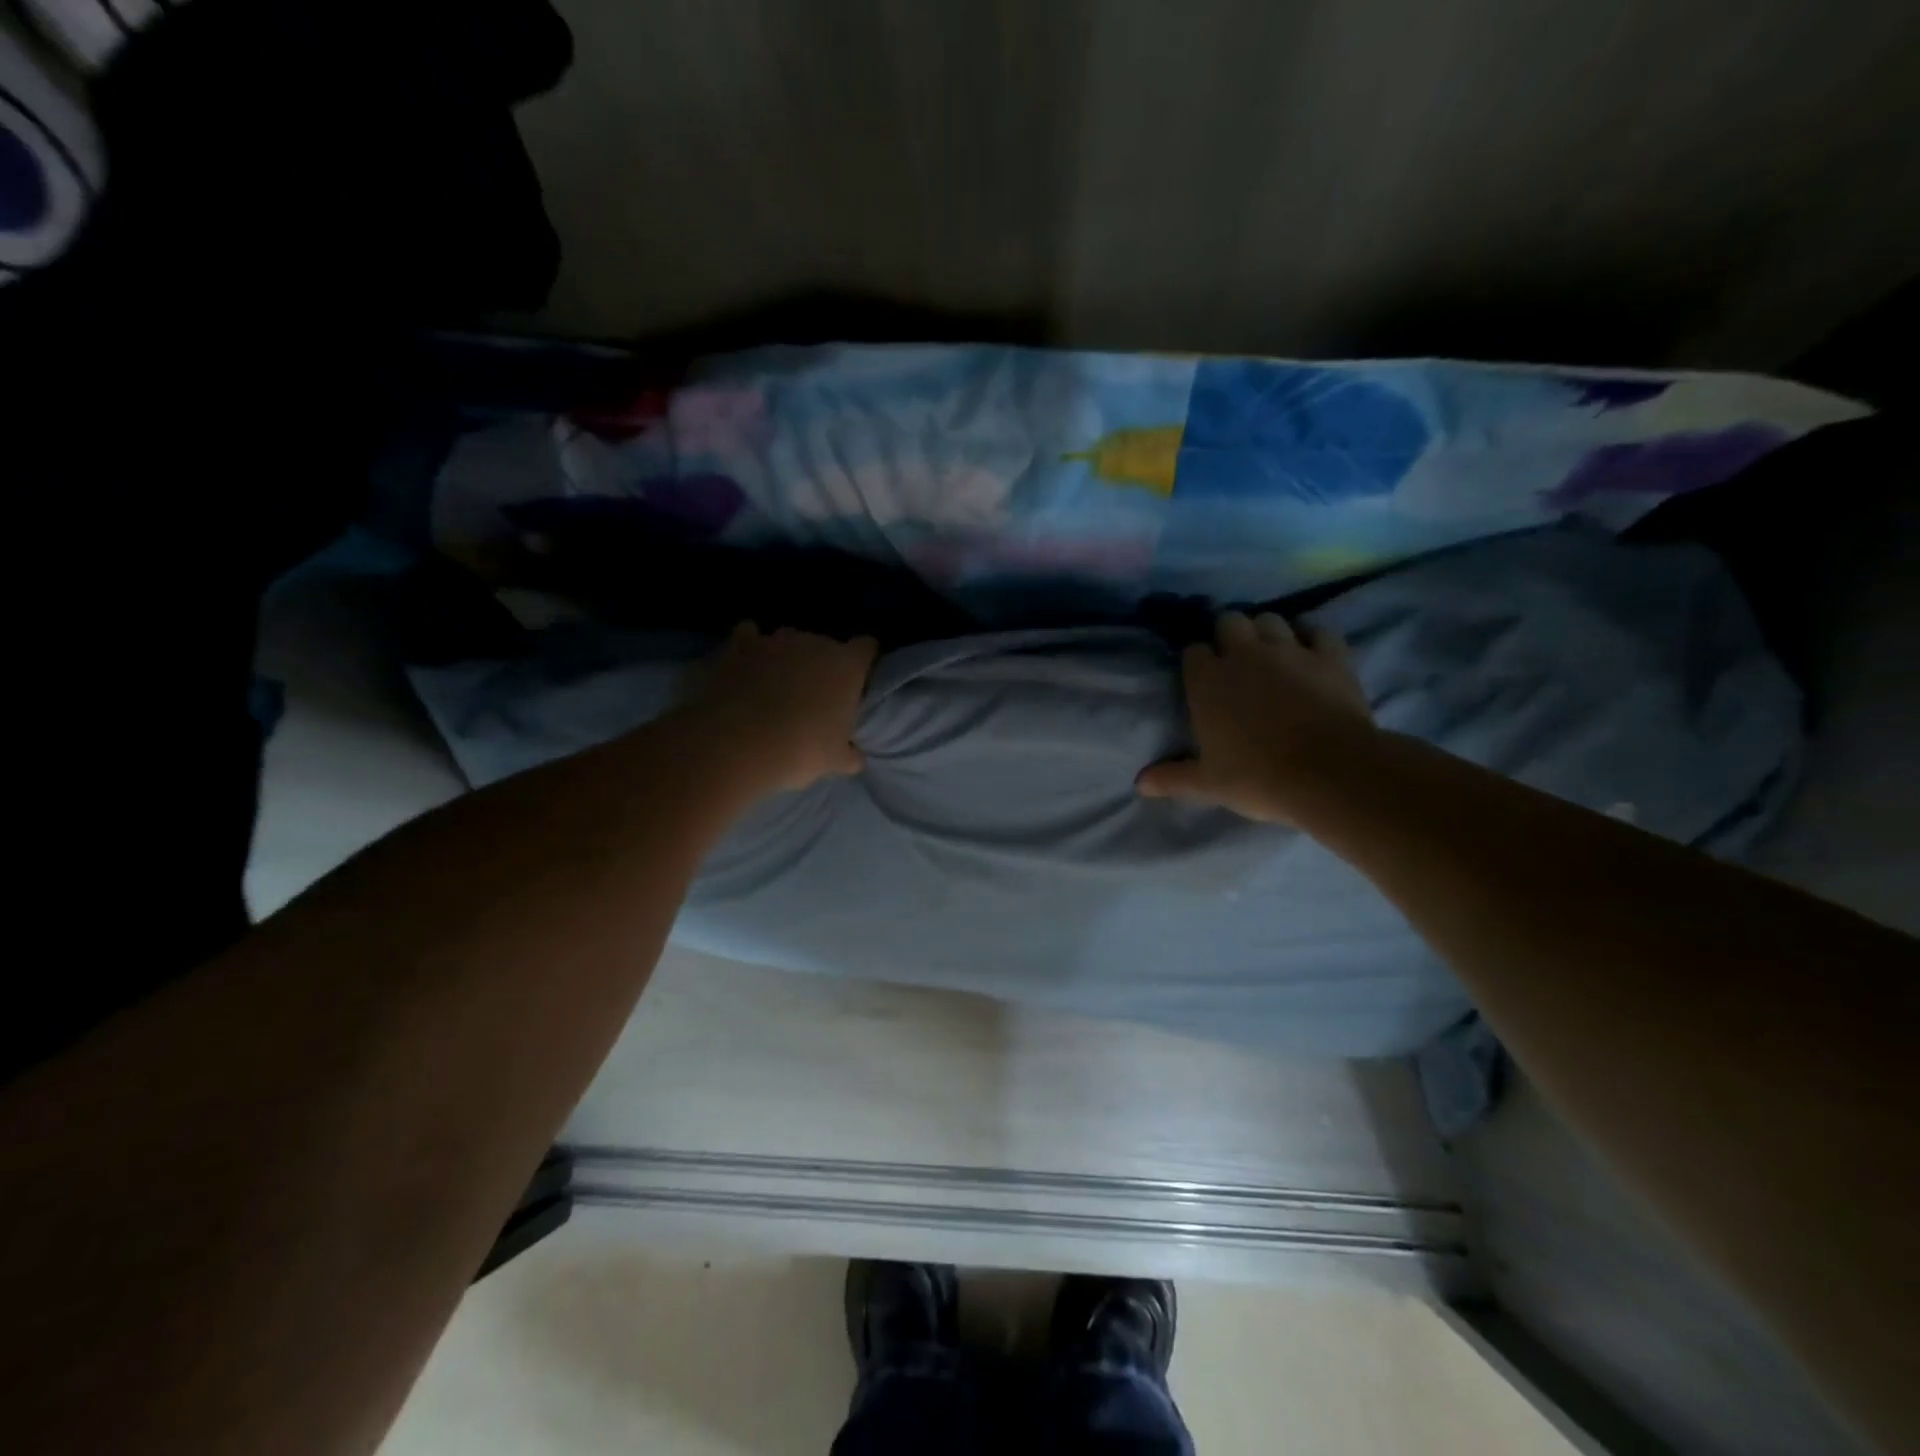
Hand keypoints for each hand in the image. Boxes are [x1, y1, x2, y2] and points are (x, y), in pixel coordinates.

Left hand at [677, 623, 878, 797]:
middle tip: (814, 693)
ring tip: (777, 682)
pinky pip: (749, 636)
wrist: (738, 743)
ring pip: (788, 639)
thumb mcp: (834, 760)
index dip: (863, 660)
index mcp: (847, 666)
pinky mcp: (739, 646)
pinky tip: (747, 664)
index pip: (866, 648)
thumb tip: (854, 757)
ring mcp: (775, 641)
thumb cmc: (800, 749)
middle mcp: (814, 643)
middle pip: (826, 644)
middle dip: (822, 664)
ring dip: (786, 656)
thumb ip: (849, 754)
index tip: (858, 678)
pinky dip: (749, 647)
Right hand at [1137, 611, 1374, 823]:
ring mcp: (1289, 650)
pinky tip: (1310, 652)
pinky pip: (1318, 630)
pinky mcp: (1330, 655)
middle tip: (1234, 660)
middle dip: (1228, 634)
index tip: (1201, 679)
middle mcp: (1244, 654)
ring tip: (1270, 654)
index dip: (1197, 662)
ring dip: (1266, 631)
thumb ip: (1173, 778)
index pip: (1192, 651)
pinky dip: (1311, 638)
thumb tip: (1140, 783)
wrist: (1330, 773)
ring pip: (1271, 619)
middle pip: (1229, 621)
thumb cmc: (1258, 778)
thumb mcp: (1209, 784)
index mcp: (1207, 680)